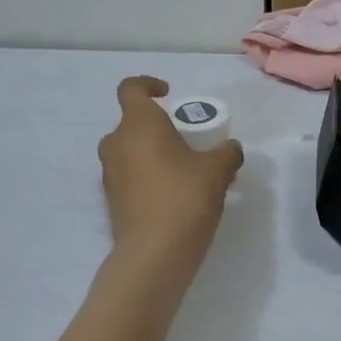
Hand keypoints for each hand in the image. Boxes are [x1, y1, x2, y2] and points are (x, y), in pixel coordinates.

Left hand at [97, 77, 243, 276]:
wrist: (154, 255)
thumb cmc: (184, 197)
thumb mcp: (217, 171)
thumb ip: (226, 153)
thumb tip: (231, 148)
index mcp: (138, 124)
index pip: (130, 88)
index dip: (148, 85)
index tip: (169, 95)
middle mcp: (117, 144)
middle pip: (131, 123)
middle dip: (156, 126)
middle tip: (185, 140)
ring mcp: (110, 174)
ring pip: (128, 151)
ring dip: (151, 153)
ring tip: (184, 170)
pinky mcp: (111, 201)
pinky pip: (129, 176)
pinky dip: (146, 177)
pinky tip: (174, 195)